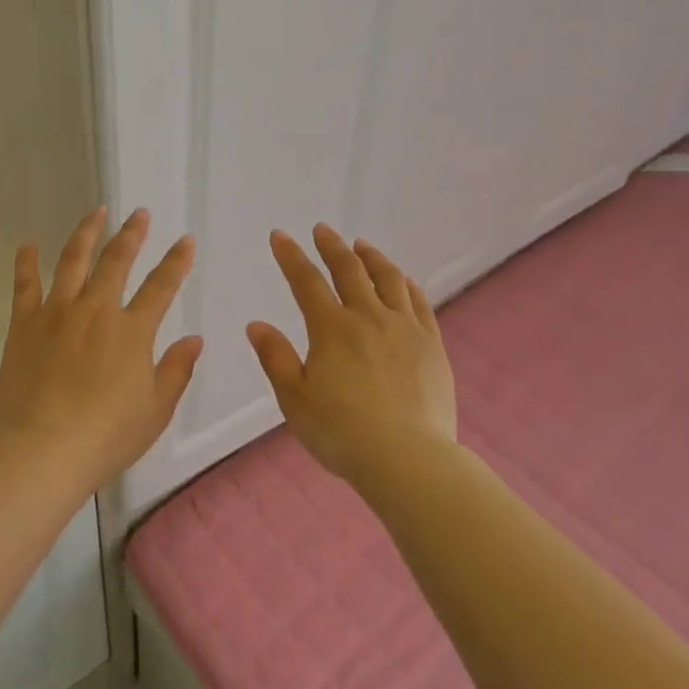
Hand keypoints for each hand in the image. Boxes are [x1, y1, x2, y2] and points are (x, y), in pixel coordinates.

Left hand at [0, 207, 202, 484]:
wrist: (45, 449)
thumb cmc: (108, 435)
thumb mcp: (156, 409)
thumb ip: (177, 370)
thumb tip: (195, 338)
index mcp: (132, 331)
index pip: (161, 286)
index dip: (176, 261)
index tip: (185, 240)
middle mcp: (96, 310)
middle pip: (116, 261)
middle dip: (132, 234)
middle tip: (139, 214)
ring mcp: (57, 313)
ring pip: (73, 261)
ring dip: (87, 233)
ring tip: (96, 212)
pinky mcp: (25, 325)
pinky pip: (25, 286)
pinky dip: (27, 262)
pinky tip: (28, 243)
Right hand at [247, 225, 455, 487]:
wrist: (408, 458)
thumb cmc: (342, 433)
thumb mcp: (295, 399)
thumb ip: (276, 358)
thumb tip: (256, 324)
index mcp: (331, 329)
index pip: (306, 281)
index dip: (291, 256)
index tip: (280, 235)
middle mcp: (368, 318)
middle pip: (349, 270)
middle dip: (332, 246)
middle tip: (322, 229)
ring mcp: (405, 329)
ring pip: (388, 279)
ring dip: (372, 257)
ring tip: (362, 245)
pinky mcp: (431, 345)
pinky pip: (419, 302)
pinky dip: (406, 284)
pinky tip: (402, 280)